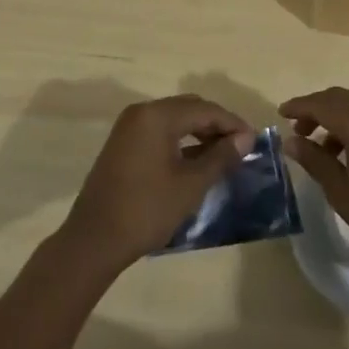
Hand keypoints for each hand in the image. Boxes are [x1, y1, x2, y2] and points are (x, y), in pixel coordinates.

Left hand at [62, 95, 255, 271]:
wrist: (94, 240)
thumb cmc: (146, 210)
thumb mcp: (190, 184)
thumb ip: (220, 157)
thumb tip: (246, 138)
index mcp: (157, 115)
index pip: (204, 109)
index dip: (232, 123)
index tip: (254, 141)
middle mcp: (141, 112)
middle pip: (188, 108)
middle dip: (216, 125)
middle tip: (240, 147)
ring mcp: (129, 127)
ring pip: (174, 119)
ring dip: (199, 133)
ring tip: (222, 155)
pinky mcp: (123, 144)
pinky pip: (159, 131)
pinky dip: (180, 141)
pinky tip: (195, 161)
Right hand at [280, 87, 348, 283]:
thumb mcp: (342, 193)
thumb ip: (315, 161)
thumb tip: (291, 141)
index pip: (321, 104)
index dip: (299, 107)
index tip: (281, 115)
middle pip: (343, 99)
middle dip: (318, 110)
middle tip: (300, 131)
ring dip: (341, 121)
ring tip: (327, 151)